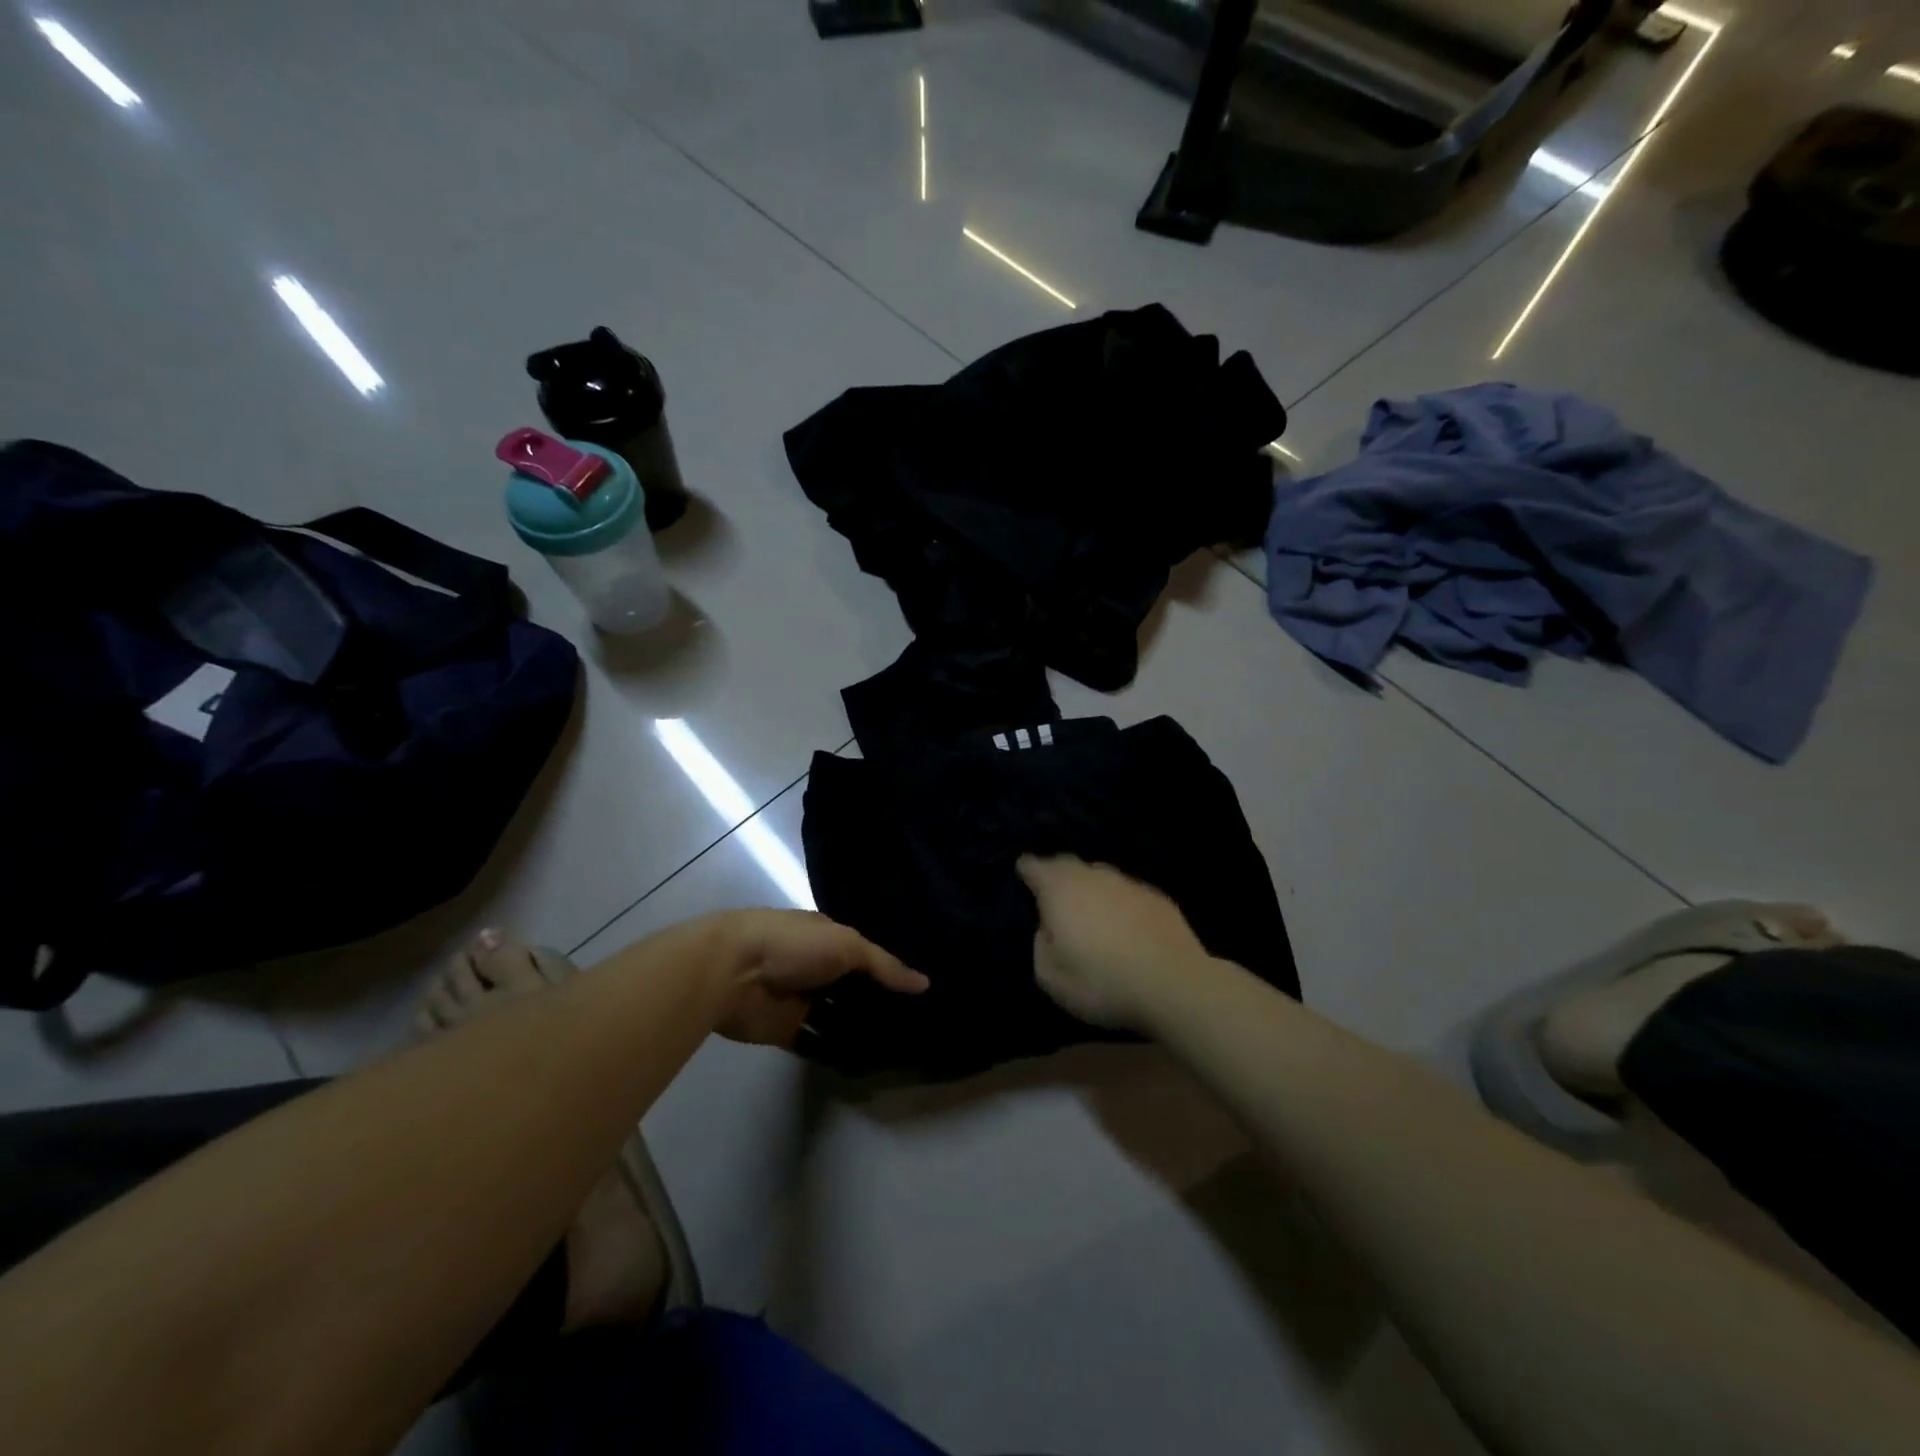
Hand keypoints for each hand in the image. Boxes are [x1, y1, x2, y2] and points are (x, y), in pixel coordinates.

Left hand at [700, 909, 927, 1047]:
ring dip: (858, 1029)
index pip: (865, 954)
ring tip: (899, 1048)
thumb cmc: (792, 945)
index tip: (918, 992)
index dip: (889, 970)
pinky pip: (817, 1043)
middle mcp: (816, 966)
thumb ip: (884, 965)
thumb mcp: (847, 945)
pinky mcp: (787, 1030)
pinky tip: (865, 1063)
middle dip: (877, 1002)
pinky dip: (835, 1051)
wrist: (733, 972)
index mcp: (827, 937)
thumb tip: (924, 983)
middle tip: (916, 1025)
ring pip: (837, 1017)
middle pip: (852, 988)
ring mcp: (801, 1000)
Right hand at [1017, 855, 1209, 1030]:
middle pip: (1069, 864)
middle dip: (1057, 873)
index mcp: (1060, 890)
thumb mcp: (1051, 978)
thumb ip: (1040, 946)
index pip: (1036, 867)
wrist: (1173, 984)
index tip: (1023, 872)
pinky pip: (1128, 893)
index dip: (1027, 869)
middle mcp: (1093, 877)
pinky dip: (1120, 903)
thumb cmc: (1102, 982)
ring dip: (1091, 887)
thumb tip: (1047, 929)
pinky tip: (1125, 924)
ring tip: (1090, 909)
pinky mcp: (1158, 898)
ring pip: (1101, 876)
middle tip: (1053, 891)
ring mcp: (1128, 884)